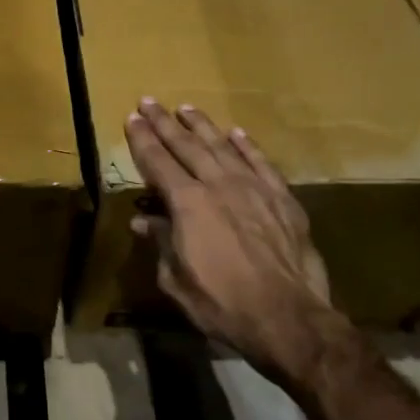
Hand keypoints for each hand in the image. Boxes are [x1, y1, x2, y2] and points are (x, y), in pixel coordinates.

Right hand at [124, 99, 337, 385]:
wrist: (288, 318)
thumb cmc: (221, 304)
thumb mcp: (176, 279)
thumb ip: (161, 243)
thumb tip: (144, 221)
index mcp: (187, 204)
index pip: (158, 162)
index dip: (142, 140)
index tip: (131, 118)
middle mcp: (219, 185)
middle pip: (187, 146)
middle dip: (165, 123)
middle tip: (150, 102)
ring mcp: (254, 189)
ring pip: (223, 147)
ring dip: (202, 127)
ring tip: (186, 109)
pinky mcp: (283, 200)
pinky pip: (261, 163)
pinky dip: (247, 146)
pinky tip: (237, 133)